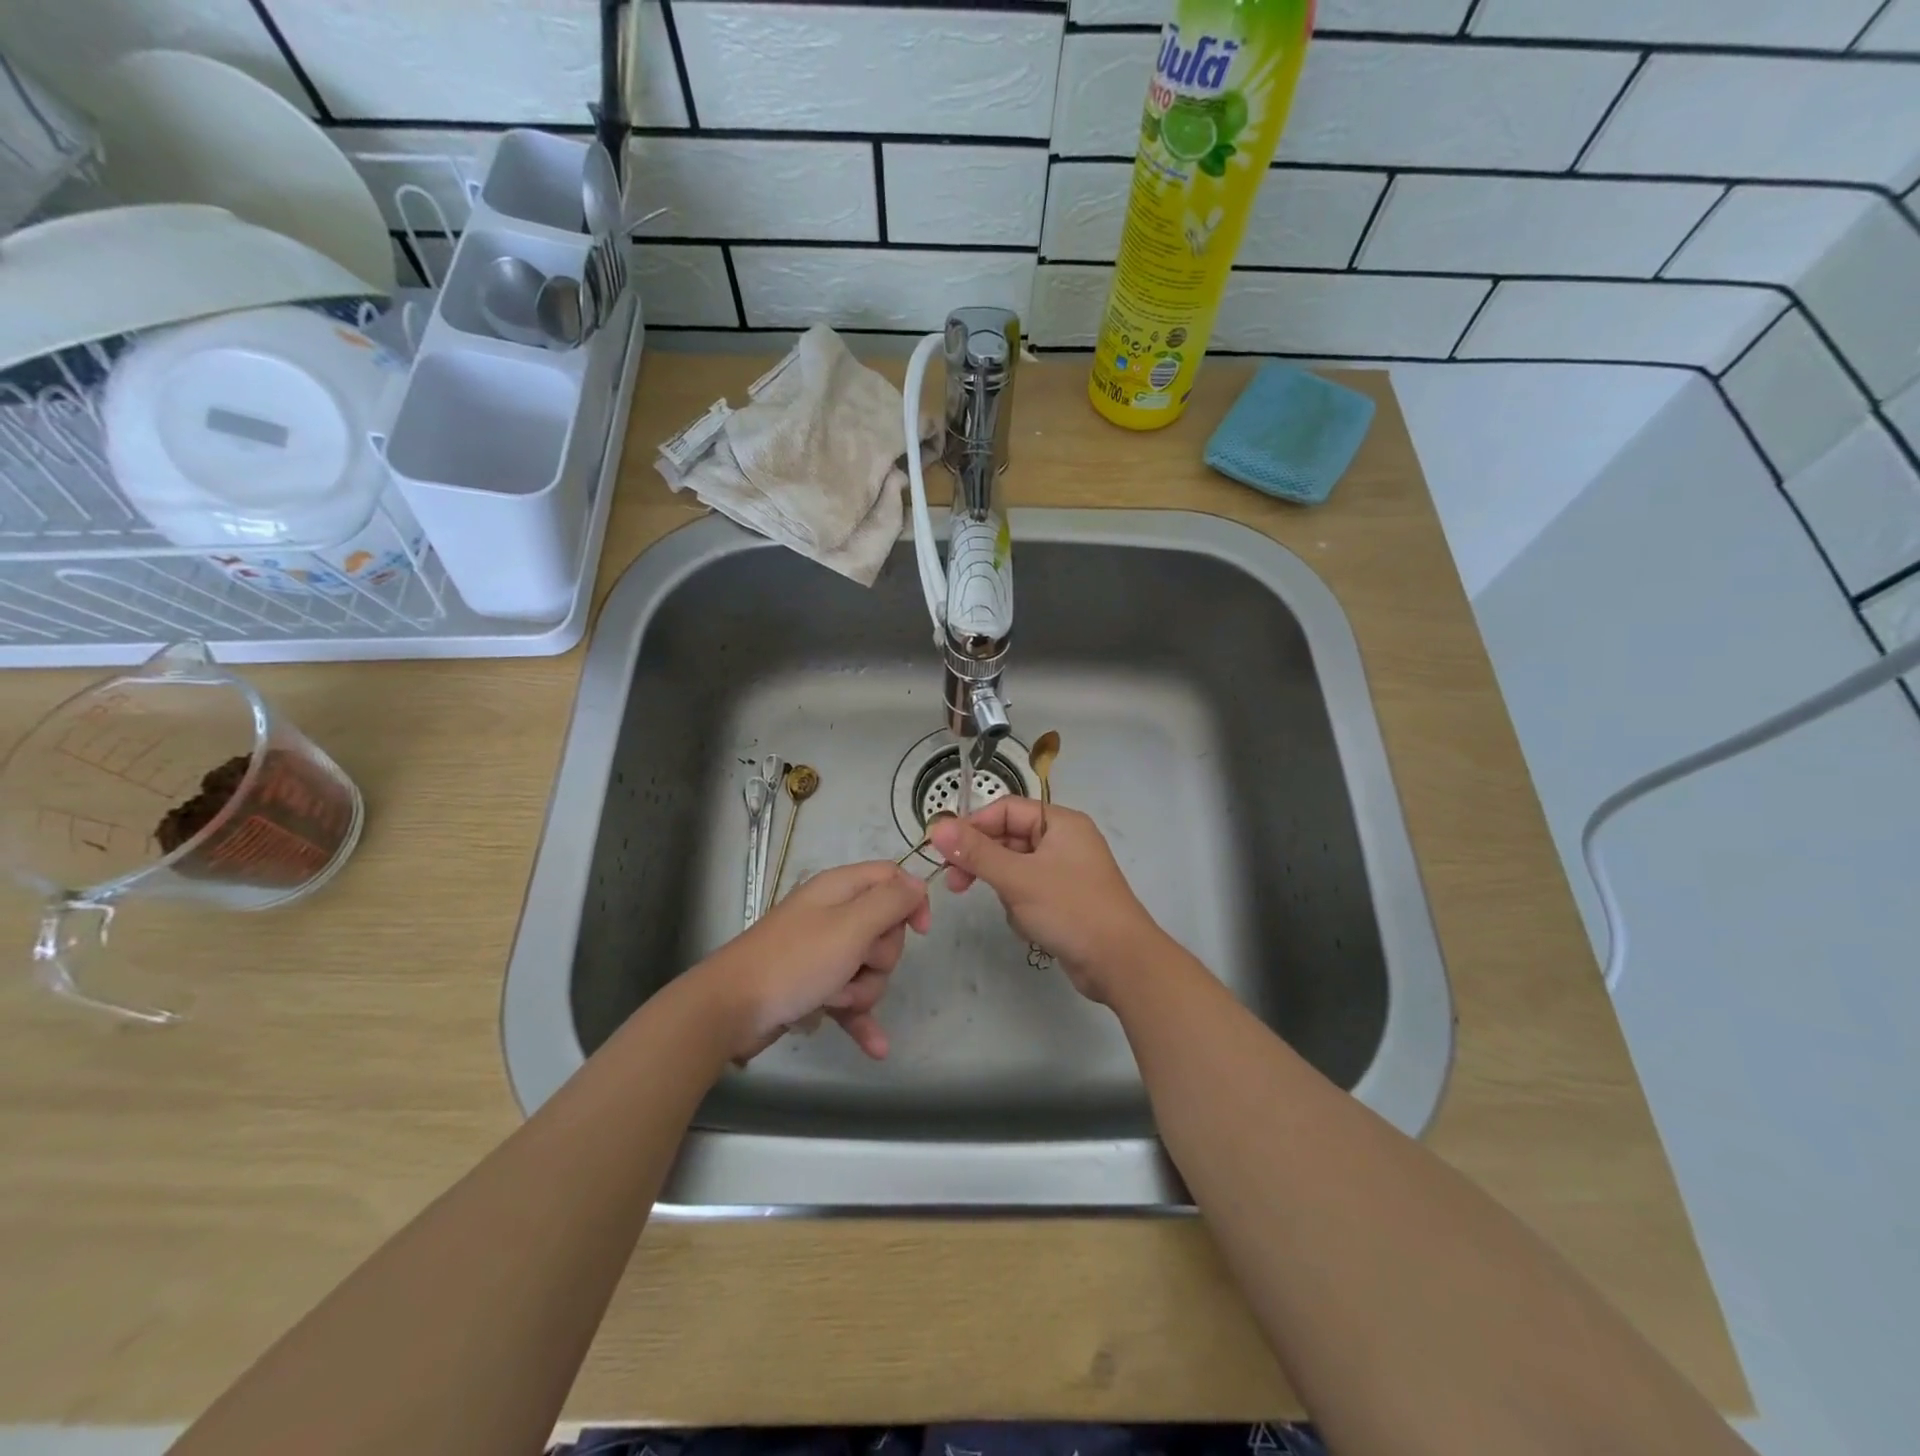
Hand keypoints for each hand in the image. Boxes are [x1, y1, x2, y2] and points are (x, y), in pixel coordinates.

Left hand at [694, 861, 930, 1061]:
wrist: (730, 1009)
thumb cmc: (795, 961)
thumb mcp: (851, 926)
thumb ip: (890, 902)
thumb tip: (918, 884)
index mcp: (839, 889)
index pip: (891, 878)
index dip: (911, 900)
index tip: (920, 931)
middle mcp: (832, 915)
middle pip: (884, 928)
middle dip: (880, 956)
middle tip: (856, 963)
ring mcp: (822, 952)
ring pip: (869, 968)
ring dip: (863, 990)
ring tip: (836, 999)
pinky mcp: (813, 986)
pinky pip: (850, 998)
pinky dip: (860, 1017)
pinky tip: (876, 1048)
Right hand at [928, 799, 1165, 1002]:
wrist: (1121, 963)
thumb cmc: (1071, 910)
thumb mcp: (1018, 878)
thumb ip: (976, 852)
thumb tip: (937, 827)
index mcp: (1060, 823)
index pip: (1006, 810)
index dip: (974, 826)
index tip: (944, 849)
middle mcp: (1064, 841)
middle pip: (1009, 838)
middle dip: (984, 862)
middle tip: (955, 883)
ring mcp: (1066, 872)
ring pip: (1015, 869)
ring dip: (1006, 890)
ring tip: (1015, 912)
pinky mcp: (1065, 900)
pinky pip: (1028, 892)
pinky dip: (1021, 907)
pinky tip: (1030, 927)